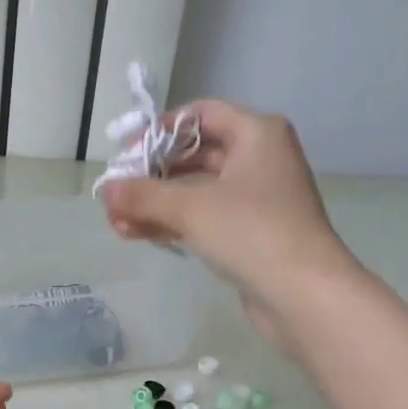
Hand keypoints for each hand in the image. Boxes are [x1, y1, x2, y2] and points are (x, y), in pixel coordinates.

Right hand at [100, 100, 355, 343]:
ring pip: (195, 191)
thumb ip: (143, 195)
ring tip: (116, 222)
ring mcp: (255, 199)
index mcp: (256, 134)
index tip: (126, 152)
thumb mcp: (190, 208)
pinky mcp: (249, 233)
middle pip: (194, 155)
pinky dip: (172, 223)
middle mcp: (258, 159)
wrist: (302, 294)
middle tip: (115, 193)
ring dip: (156, 204)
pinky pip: (203, 218)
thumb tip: (105, 188)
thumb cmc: (251, 232)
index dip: (160, 130)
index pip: (200, 115)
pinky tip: (137, 234)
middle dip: (151, 175)